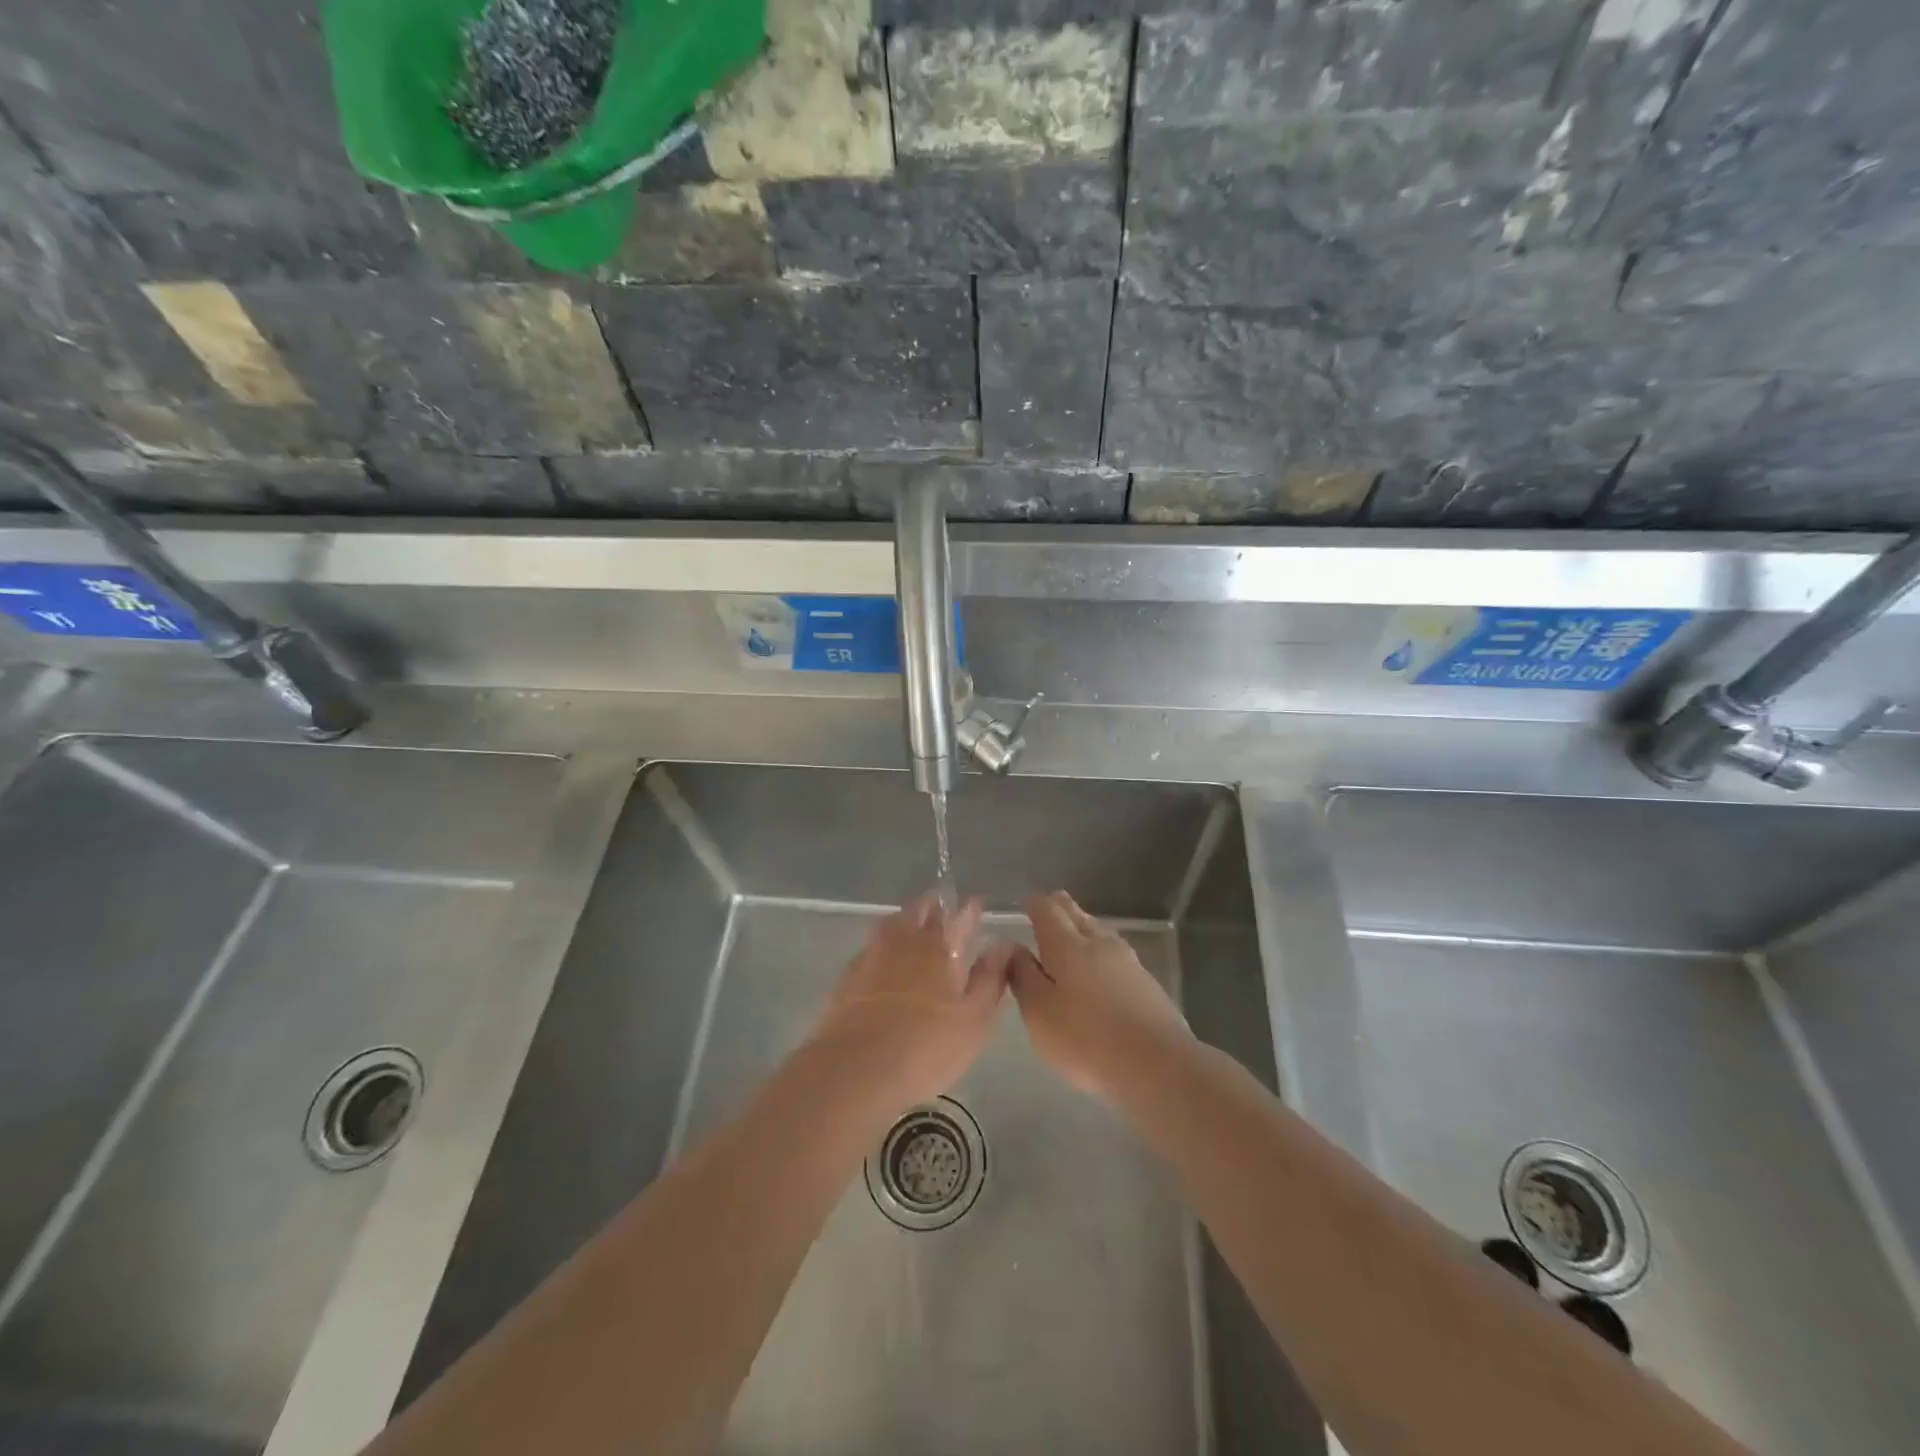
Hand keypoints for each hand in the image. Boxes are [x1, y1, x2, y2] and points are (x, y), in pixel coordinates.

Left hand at [810, 894, 1010, 1113]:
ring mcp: (872, 956)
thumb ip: (990, 978)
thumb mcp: (973, 1019)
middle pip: (919, 911)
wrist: (856, 1069)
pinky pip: (871, 948)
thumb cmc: (926, 1047)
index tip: (976, 902)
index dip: (969, 909)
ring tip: (914, 927)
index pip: (957, 916)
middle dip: (934, 906)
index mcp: (938, 948)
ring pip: (891, 925)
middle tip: (943, 909)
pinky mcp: (848, 977)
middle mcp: (904, 941)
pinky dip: (883, 946)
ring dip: (906, 920)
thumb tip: (1003, 945)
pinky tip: (884, 961)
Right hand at [1007, 891, 1192, 1097]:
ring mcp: (1127, 961)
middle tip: (1051, 902)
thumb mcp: (1039, 1012)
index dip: (1036, 905)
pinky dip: (1101, 949)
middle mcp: (1098, 943)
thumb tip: (1012, 947)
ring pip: (1100, 931)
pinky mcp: (1146, 982)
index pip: (1048, 912)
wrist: (1156, 1064)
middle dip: (1062, 908)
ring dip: (1084, 925)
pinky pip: (1116, 953)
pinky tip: (1102, 963)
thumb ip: (1023, 976)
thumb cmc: (1085, 1038)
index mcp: (1067, 945)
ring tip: (1075, 927)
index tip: (1029, 901)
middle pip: (1077, 915)